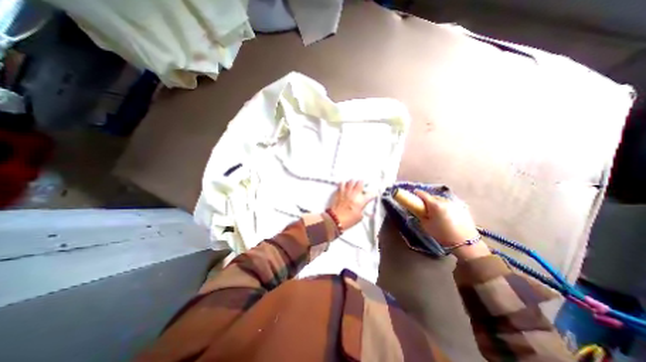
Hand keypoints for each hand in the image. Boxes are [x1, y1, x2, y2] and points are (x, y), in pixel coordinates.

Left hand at [330, 180, 376, 230]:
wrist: (335, 219)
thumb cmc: (346, 220)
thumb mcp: (359, 217)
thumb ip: (362, 210)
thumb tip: (361, 208)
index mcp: (361, 201)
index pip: (370, 194)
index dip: (372, 194)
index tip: (372, 194)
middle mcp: (354, 194)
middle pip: (360, 183)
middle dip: (362, 183)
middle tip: (362, 184)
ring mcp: (346, 192)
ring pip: (351, 181)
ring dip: (353, 182)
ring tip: (353, 183)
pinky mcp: (339, 192)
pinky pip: (342, 184)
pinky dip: (343, 183)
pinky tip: (344, 184)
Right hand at [414, 191, 490, 261]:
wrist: (465, 243)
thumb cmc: (442, 234)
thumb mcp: (425, 225)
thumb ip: (420, 214)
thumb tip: (417, 209)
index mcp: (435, 204)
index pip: (422, 194)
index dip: (416, 194)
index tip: (413, 197)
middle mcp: (444, 200)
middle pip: (432, 196)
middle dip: (427, 201)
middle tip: (425, 208)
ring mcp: (454, 203)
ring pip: (441, 200)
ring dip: (437, 203)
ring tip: (436, 212)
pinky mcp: (462, 207)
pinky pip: (449, 204)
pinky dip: (445, 207)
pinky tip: (446, 215)